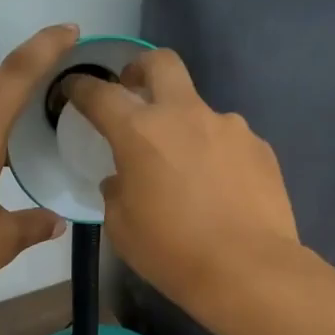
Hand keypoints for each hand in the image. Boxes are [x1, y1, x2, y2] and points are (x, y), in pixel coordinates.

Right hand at [66, 48, 298, 310]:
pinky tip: (219, 189)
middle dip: (140, 68)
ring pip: (199, 110)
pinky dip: (216, 154)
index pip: (101, 94)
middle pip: (161, 63)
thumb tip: (121, 179)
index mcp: (141, 131)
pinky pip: (228, 141)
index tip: (74, 88)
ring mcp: (229, 127)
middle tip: (133, 89)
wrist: (248, 270)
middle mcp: (186, 115)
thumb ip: (116, 192)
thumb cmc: (172, 252)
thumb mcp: (122, 228)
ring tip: (187, 170)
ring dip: (185, 127)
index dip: (82, 87)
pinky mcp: (259, 147)